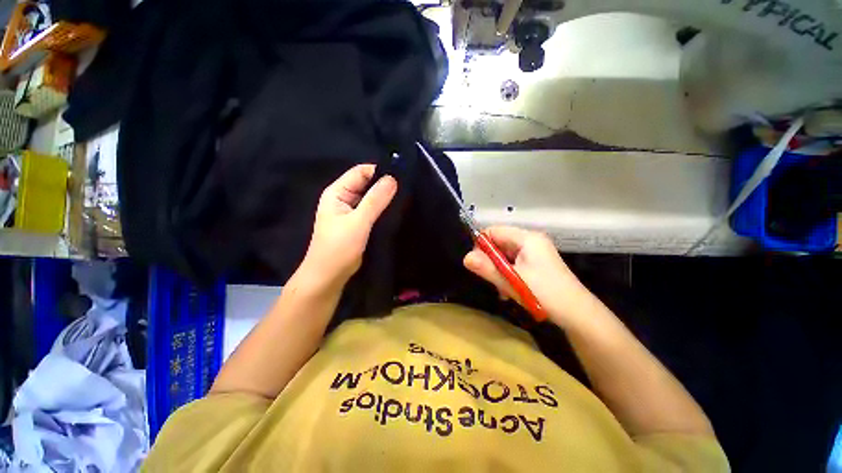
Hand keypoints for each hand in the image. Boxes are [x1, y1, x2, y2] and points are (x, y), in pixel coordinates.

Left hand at [301, 164, 396, 287]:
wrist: (329, 276)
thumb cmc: (339, 248)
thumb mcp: (358, 222)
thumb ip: (375, 200)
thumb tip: (393, 179)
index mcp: (337, 192)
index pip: (360, 172)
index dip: (379, 171)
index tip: (400, 176)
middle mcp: (343, 198)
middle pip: (366, 184)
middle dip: (384, 185)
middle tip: (406, 188)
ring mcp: (350, 211)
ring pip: (370, 197)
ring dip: (384, 197)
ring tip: (404, 198)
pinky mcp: (357, 223)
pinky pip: (372, 210)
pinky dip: (382, 209)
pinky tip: (395, 210)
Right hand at [463, 226, 592, 327]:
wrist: (578, 315)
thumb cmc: (545, 293)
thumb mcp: (512, 281)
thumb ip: (488, 268)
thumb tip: (465, 258)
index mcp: (527, 238)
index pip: (494, 231)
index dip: (481, 245)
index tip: (477, 263)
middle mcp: (531, 241)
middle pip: (499, 243)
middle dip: (491, 261)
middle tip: (491, 279)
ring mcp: (535, 253)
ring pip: (506, 255)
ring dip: (499, 270)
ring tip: (502, 289)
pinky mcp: (537, 264)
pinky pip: (515, 264)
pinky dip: (509, 275)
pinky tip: (510, 290)